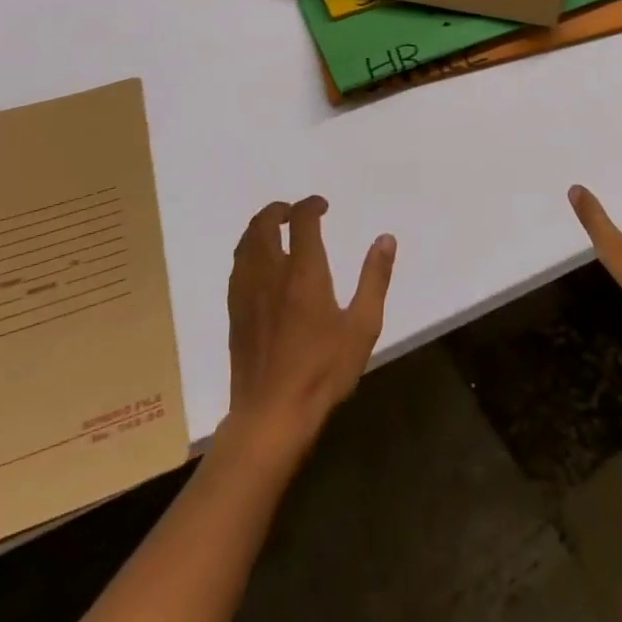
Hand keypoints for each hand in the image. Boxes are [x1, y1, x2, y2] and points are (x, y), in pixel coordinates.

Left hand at [224, 196, 394, 453]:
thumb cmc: (322, 371)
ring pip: (246, 242)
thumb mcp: (362, 327)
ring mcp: (247, 292)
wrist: (271, 415)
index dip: (311, 205)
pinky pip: (238, 265)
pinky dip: (249, 250)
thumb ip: (374, 279)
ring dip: (261, 227)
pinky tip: (260, 264)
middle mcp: (271, 272)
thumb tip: (385, 239)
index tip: (322, 206)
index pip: (302, 220)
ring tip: (277, 230)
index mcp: (303, 271)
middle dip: (279, 209)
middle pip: (264, 223)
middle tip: (295, 212)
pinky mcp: (235, 312)